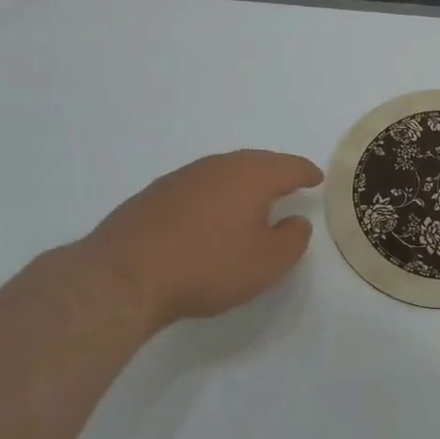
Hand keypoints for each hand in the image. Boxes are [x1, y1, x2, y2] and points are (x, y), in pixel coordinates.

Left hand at [74, 150, 323, 334]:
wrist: (123, 276)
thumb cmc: (207, 266)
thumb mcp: (266, 263)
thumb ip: (292, 240)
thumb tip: (296, 222)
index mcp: (251, 175)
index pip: (289, 166)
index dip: (306, 172)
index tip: (316, 178)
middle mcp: (218, 166)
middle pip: (255, 162)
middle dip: (274, 172)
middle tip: (288, 184)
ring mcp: (182, 178)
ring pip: (223, 172)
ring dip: (241, 184)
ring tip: (250, 201)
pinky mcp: (153, 195)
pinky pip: (197, 188)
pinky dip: (212, 197)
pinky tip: (208, 217)